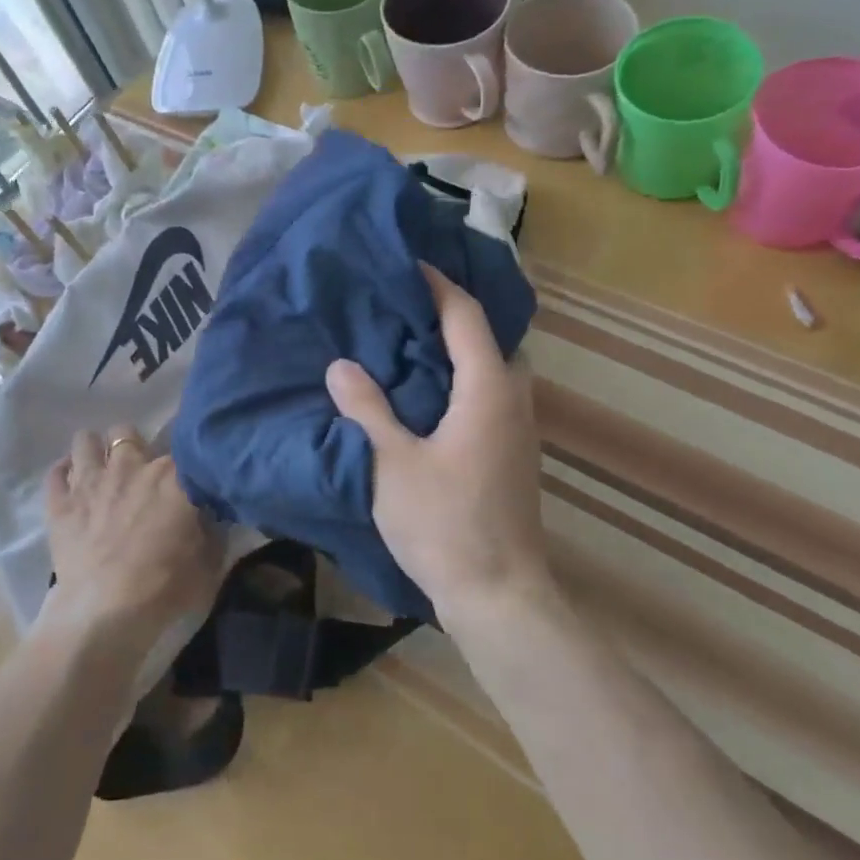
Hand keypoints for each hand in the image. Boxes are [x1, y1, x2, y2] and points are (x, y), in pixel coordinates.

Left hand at [43, 426, 219, 656]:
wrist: (107, 613)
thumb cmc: (165, 586)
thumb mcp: (209, 561)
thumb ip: (212, 529)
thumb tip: (212, 514)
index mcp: (172, 475)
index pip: (180, 445)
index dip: (180, 457)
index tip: (183, 472)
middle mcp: (129, 465)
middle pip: (126, 432)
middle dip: (130, 445)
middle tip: (136, 471)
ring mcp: (90, 480)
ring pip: (86, 440)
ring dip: (93, 451)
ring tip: (99, 470)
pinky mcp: (59, 503)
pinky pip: (55, 472)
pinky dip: (63, 474)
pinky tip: (70, 485)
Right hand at [326, 265, 550, 627]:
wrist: (498, 595)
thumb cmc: (445, 523)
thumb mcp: (392, 464)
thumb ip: (367, 409)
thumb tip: (341, 365)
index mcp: (488, 391)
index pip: (467, 316)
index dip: (439, 285)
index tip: (408, 264)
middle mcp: (513, 400)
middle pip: (490, 338)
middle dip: (453, 314)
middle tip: (406, 303)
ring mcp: (519, 430)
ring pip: (494, 368)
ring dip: (460, 348)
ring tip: (411, 342)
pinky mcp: (512, 454)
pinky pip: (491, 395)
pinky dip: (463, 379)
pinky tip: (428, 395)